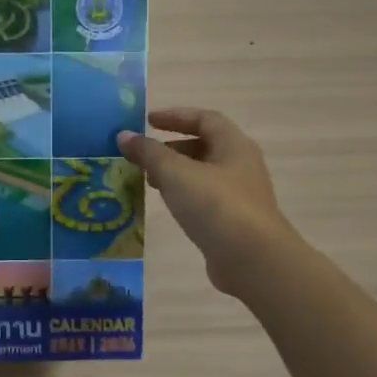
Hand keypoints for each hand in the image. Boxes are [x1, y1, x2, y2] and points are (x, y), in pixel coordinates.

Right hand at [118, 108, 291, 295]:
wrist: (252, 259)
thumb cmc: (215, 206)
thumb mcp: (176, 173)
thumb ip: (148, 153)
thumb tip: (124, 135)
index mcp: (234, 145)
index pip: (204, 119)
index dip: (175, 116)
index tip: (147, 121)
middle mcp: (241, 164)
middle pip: (205, 146)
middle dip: (172, 147)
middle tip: (144, 156)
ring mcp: (241, 194)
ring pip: (204, 174)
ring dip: (176, 173)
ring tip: (150, 182)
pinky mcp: (235, 220)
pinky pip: (205, 198)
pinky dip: (184, 194)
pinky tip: (169, 206)